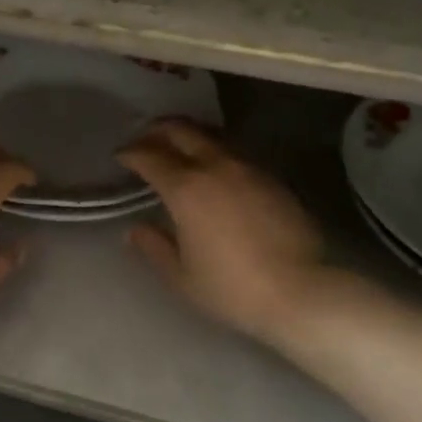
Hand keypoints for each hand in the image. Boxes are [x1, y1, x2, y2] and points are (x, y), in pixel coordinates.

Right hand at [117, 119, 325, 341]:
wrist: (301, 291)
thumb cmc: (232, 288)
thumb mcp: (182, 276)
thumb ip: (154, 247)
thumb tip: (135, 230)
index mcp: (186, 188)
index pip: (150, 156)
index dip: (131, 153)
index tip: (121, 156)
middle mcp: (215, 167)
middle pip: (182, 131)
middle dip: (158, 130)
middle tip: (145, 138)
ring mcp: (248, 169)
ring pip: (212, 137)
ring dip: (190, 137)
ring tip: (179, 148)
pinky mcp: (273, 179)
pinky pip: (236, 154)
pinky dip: (216, 153)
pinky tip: (216, 171)